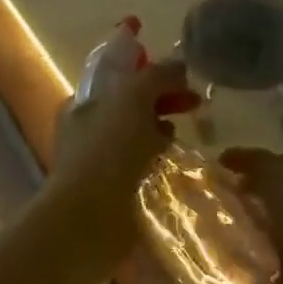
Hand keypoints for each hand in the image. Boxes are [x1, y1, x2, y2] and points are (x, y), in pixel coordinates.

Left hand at [49, 61, 198, 236]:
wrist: (90, 217)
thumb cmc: (109, 148)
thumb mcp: (134, 96)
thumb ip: (157, 75)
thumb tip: (179, 66)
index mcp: (87, 99)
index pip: (123, 75)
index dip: (153, 71)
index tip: (183, 76)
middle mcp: (90, 126)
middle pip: (134, 103)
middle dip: (165, 99)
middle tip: (196, 103)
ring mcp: (101, 158)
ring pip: (140, 134)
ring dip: (164, 131)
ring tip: (186, 135)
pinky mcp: (114, 187)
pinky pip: (143, 164)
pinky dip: (160, 159)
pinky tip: (174, 162)